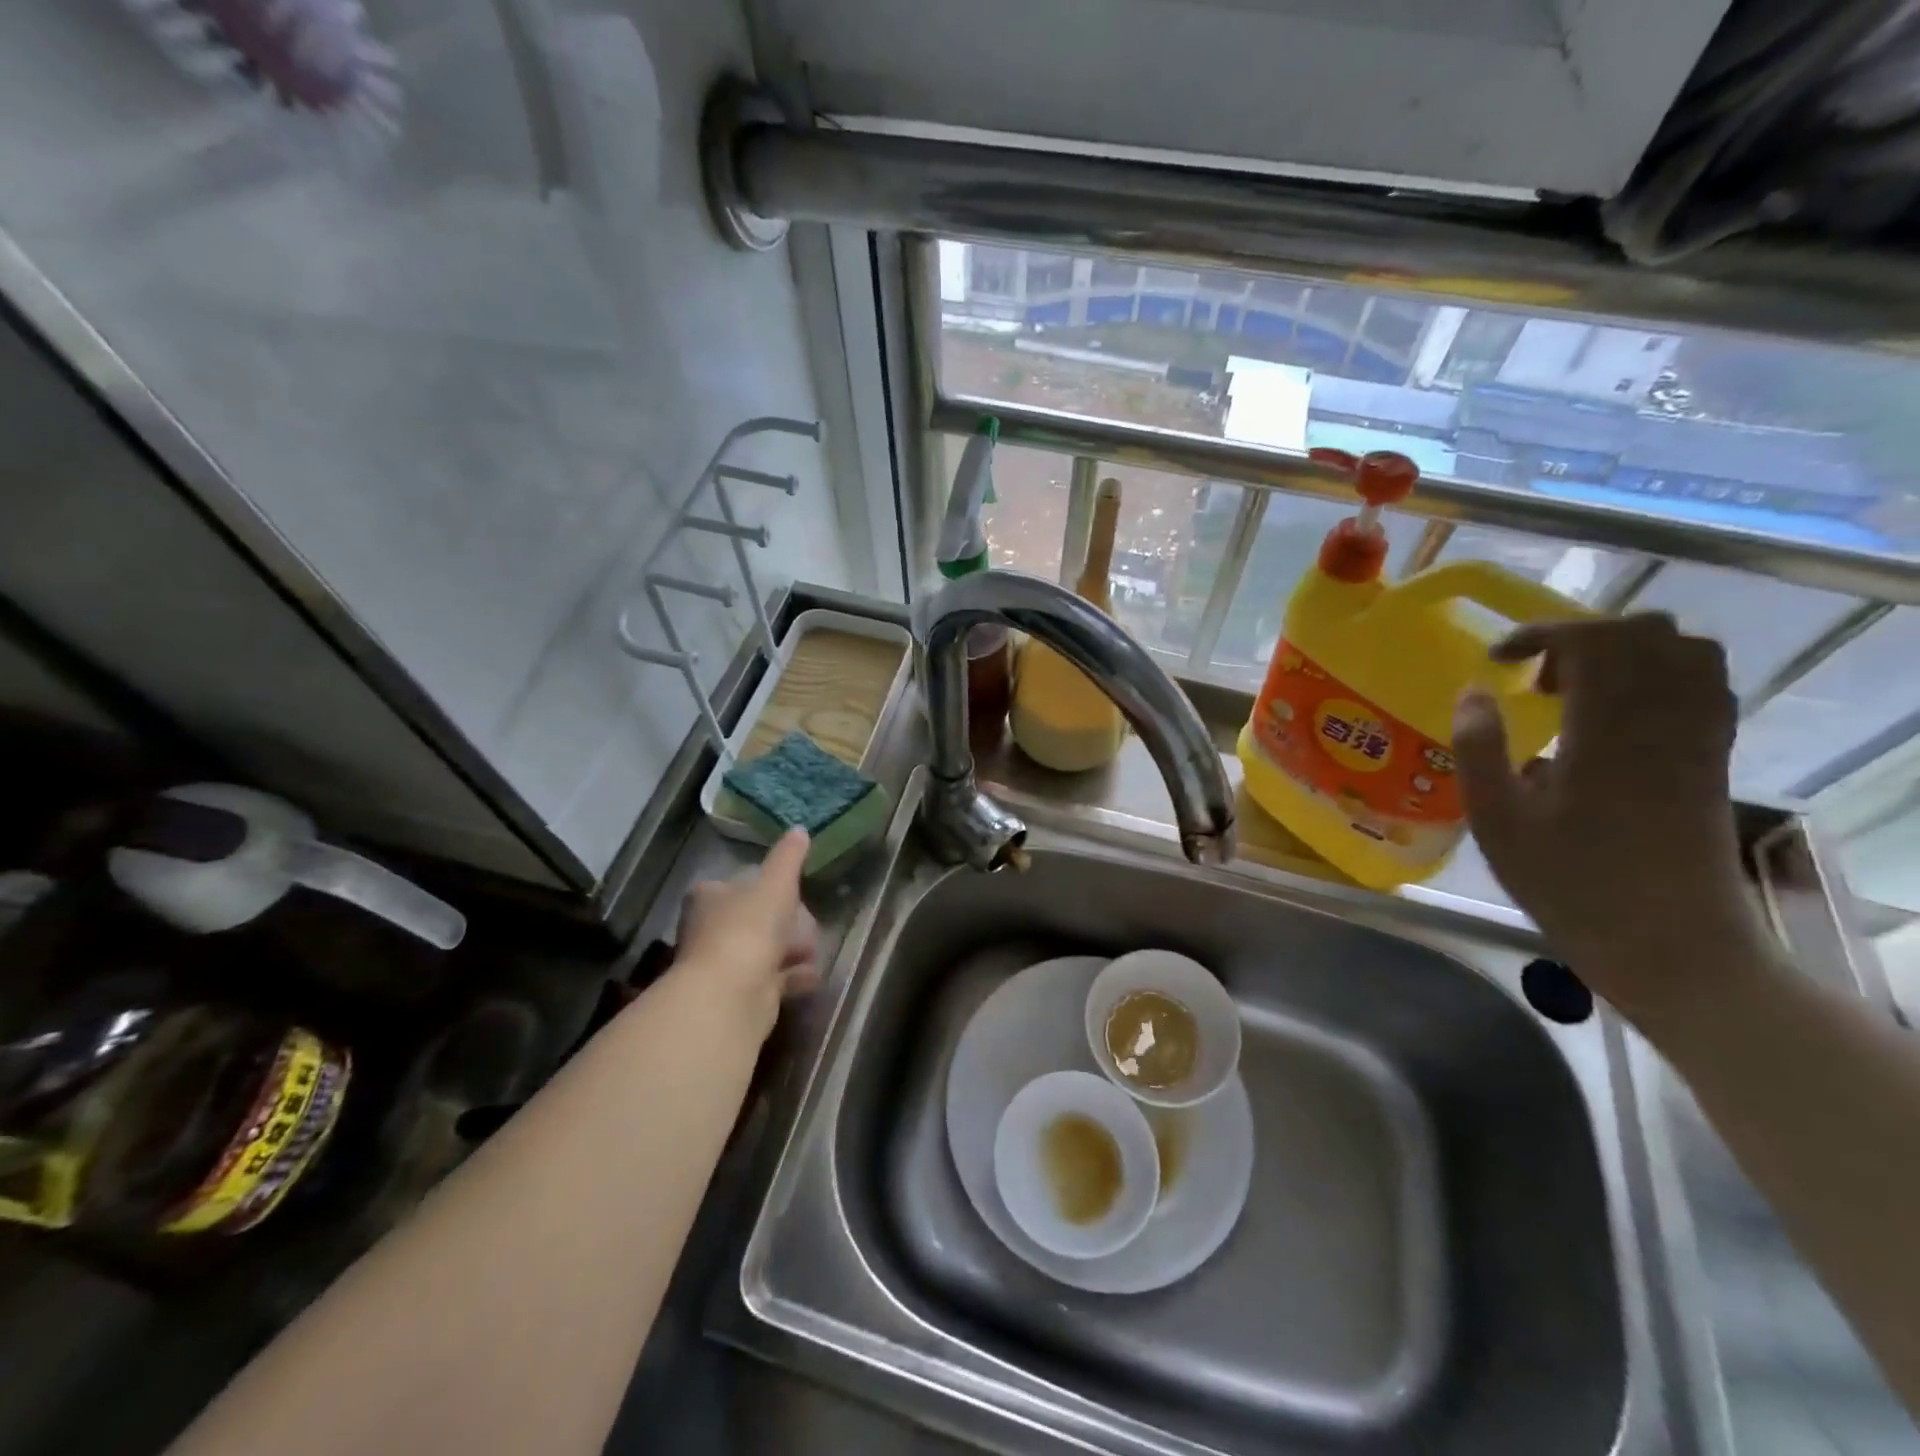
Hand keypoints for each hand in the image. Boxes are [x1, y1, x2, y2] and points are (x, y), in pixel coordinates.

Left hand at [673, 829, 820, 1040]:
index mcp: (708, 897)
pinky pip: (770, 979)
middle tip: (809, 926)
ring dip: (791, 951)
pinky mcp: (736, 994)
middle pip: (755, 919)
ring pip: (764, 950)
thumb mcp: (776, 883)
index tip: (793, 894)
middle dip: (787, 924)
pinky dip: (791, 977)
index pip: (738, 884)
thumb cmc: (749, 927)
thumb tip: (799, 829)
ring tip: (813, 953)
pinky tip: (811, 976)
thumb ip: (789, 858)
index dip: (768, 887)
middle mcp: (708, 929)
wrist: (731, 993)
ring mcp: (721, 964)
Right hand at [1452, 614, 1770, 1024]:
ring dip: (1626, 653)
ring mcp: (1699, 737)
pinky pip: (1704, 686)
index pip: (1591, 641)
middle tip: (1536, 681)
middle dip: (1581, 638)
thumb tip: (1472, 693)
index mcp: (1607, 730)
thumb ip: (1478, 748)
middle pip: (1644, 634)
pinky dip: (1662, 676)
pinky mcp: (1714, 759)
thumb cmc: (1569, 882)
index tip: (1498, 660)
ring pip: (1685, 652)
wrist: (1671, 942)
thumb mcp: (1497, 820)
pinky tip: (1619, 714)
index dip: (1539, 634)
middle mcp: (1665, 719)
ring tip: (1578, 691)